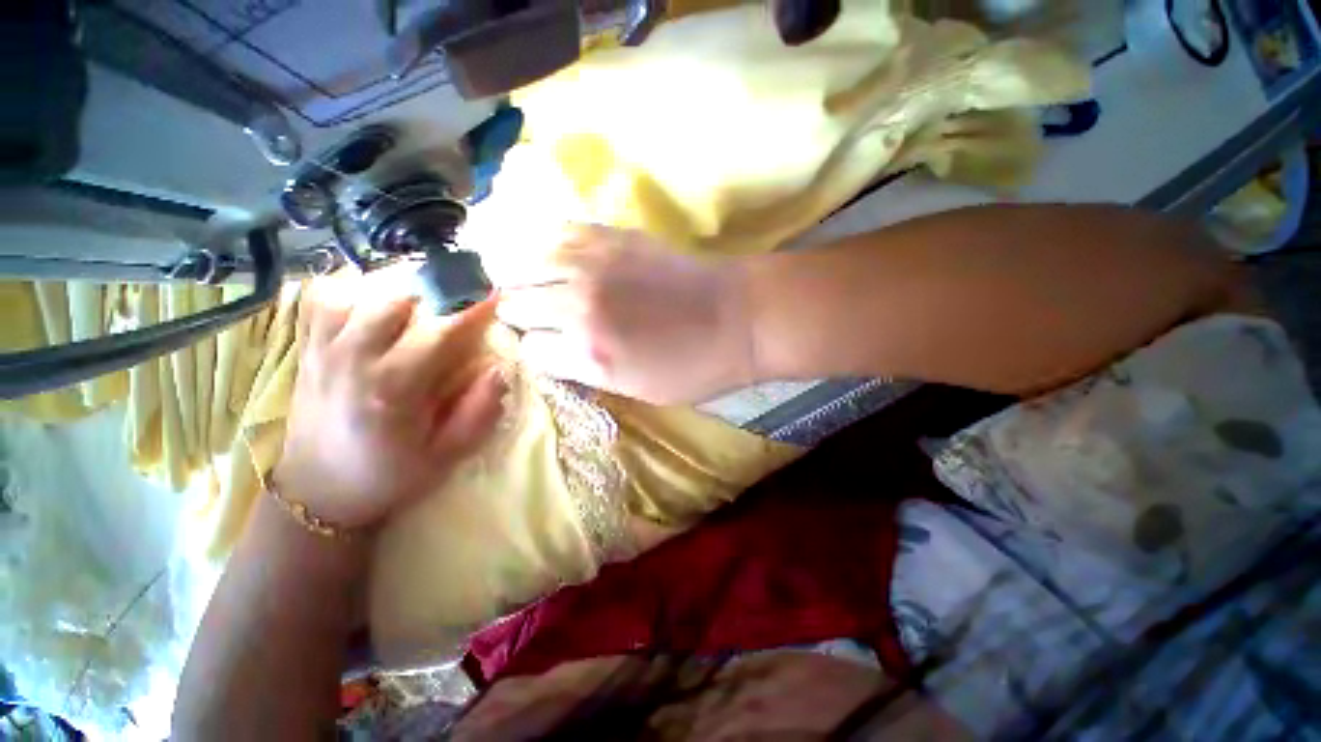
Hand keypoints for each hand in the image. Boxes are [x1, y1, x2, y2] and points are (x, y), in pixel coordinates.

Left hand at [274, 275, 504, 529]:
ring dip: (394, 282)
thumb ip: (478, 414)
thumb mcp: (446, 456)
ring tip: (422, 288)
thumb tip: (497, 370)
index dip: (470, 307)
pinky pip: (321, 299)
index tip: (494, 291)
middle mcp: (352, 360)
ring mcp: (322, 350)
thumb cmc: (388, 475)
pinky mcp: (305, 349)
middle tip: (461, 285)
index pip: (437, 331)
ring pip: (355, 289)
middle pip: (393, 297)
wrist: (317, 492)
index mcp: (392, 389)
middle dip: (435, 284)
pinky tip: (373, 294)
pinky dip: (350, 286)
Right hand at [497, 225, 754, 404]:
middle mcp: (579, 304)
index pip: (530, 349)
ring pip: (524, 263)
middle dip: (522, 315)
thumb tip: (554, 351)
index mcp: (589, 354)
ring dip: (525, 279)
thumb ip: (586, 371)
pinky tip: (559, 260)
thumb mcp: (636, 390)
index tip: (549, 349)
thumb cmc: (694, 367)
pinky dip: (549, 250)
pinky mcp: (611, 236)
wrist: (737, 317)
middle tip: (540, 319)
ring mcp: (593, 263)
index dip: (537, 351)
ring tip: (538, 286)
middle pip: (516, 303)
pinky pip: (557, 234)